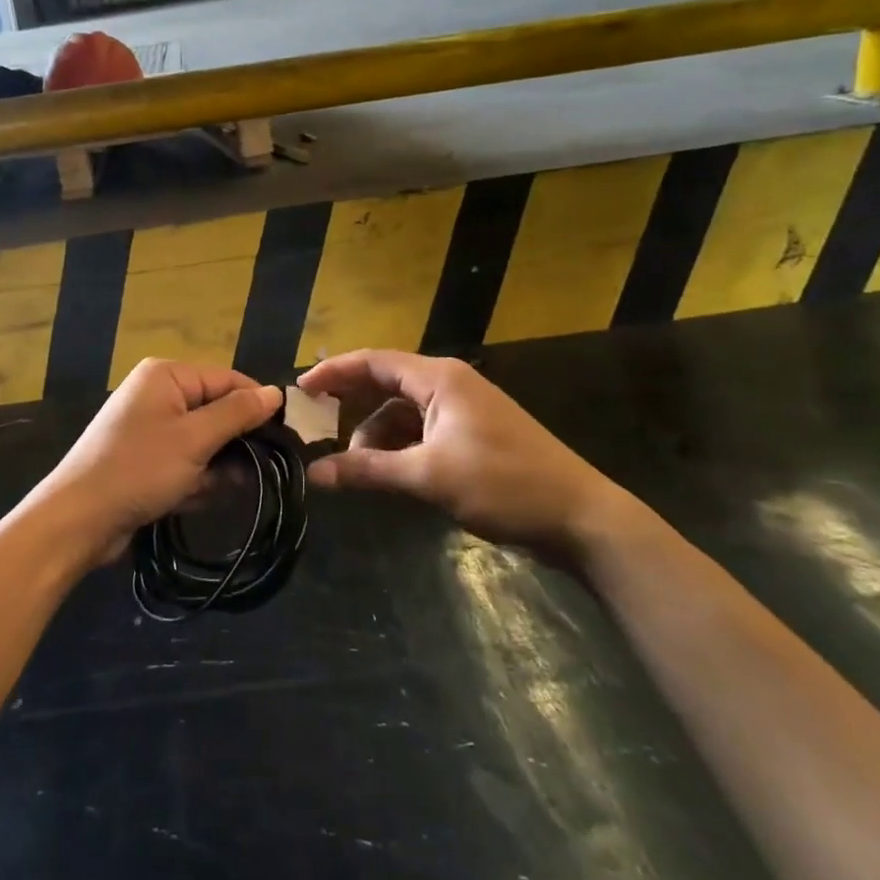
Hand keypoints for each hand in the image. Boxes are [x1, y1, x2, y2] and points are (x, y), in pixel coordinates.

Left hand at [27, 358, 281, 566]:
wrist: (79, 520)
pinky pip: (185, 462)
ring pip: (204, 442)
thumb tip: (276, 392)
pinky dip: (194, 480)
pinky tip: (191, 500)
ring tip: (212, 489)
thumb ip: (237, 413)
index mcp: (166, 375)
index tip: (287, 436)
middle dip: (234, 444)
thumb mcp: (194, 439)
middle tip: (257, 471)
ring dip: (214, 468)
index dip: (257, 405)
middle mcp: (158, 394)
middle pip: (216, 411)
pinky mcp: (146, 460)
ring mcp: (150, 428)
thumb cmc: (139, 469)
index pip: (227, 379)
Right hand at [297, 349, 627, 550]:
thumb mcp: (428, 476)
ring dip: (375, 434)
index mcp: (439, 379)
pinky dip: (398, 446)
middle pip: (385, 382)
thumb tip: (315, 474)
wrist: (580, 518)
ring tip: (355, 467)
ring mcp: (463, 410)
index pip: (374, 361)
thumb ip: (368, 470)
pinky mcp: (472, 435)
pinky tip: (386, 472)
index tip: (299, 389)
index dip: (333, 371)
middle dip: (350, 402)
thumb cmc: (503, 485)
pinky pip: (421, 429)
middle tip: (314, 424)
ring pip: (402, 411)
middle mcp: (449, 384)